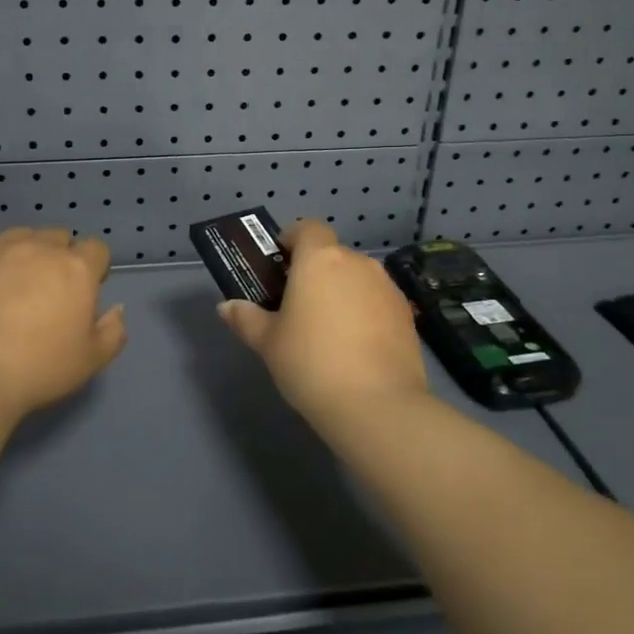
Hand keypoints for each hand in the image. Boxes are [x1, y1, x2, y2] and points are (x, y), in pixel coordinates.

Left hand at [0, 229, 127, 425]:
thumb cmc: (38, 370)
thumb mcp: (91, 361)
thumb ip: (113, 330)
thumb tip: (116, 308)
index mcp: (77, 269)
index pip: (97, 249)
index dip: (94, 269)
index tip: (83, 293)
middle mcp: (40, 248)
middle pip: (59, 238)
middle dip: (59, 258)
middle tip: (47, 292)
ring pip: (21, 236)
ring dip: (25, 253)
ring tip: (12, 284)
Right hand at [217, 219, 428, 421]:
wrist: (377, 405)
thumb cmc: (311, 363)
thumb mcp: (268, 343)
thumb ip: (247, 319)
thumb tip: (227, 307)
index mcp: (320, 260)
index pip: (307, 227)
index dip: (292, 240)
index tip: (280, 266)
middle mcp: (356, 263)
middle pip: (332, 255)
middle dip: (315, 272)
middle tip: (297, 306)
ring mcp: (386, 287)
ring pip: (357, 278)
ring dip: (342, 292)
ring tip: (328, 331)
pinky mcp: (407, 314)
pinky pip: (377, 301)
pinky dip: (365, 313)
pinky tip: (356, 347)